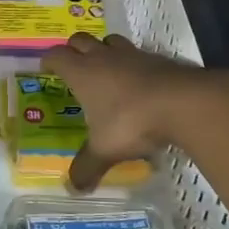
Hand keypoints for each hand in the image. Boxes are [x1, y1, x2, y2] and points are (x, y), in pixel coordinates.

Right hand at [40, 33, 228, 192]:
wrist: (182, 103)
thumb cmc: (131, 122)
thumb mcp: (105, 150)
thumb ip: (87, 167)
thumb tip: (73, 189)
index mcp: (83, 73)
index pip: (57, 56)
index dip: (49, 60)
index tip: (46, 68)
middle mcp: (103, 57)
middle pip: (81, 40)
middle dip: (74, 49)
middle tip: (73, 65)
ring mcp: (132, 55)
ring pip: (110, 41)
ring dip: (104, 49)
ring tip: (105, 68)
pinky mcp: (157, 58)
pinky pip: (138, 53)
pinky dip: (132, 63)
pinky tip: (138, 82)